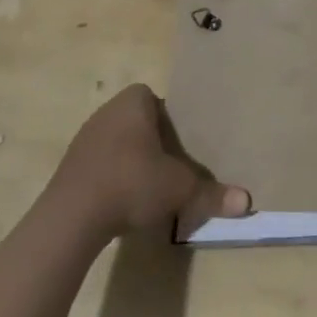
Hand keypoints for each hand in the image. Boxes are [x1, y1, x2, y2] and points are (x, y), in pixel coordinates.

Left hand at [51, 84, 252, 241]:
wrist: (71, 218)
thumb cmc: (132, 183)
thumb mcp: (180, 189)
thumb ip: (212, 193)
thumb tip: (247, 203)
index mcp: (133, 103)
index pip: (154, 98)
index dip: (170, 117)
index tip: (182, 142)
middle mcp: (106, 112)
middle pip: (137, 120)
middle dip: (153, 140)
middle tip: (172, 163)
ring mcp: (84, 139)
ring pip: (117, 142)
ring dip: (132, 159)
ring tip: (150, 184)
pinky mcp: (69, 167)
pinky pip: (100, 163)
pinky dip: (113, 177)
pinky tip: (123, 200)